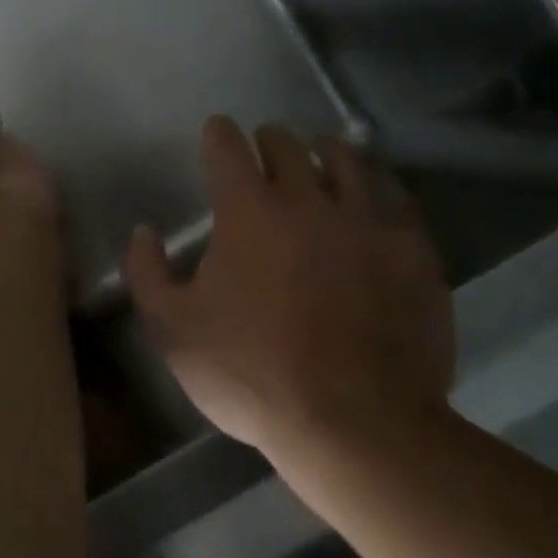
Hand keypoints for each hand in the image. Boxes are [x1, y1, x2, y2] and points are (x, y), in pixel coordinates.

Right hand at [124, 117, 453, 456]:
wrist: (356, 425)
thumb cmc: (251, 374)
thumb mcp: (173, 331)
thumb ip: (147, 273)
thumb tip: (145, 232)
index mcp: (249, 211)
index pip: (228, 147)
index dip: (218, 134)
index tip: (216, 132)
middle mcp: (309, 199)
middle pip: (288, 144)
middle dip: (269, 141)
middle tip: (264, 152)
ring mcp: (368, 221)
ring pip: (348, 159)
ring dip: (325, 154)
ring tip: (321, 163)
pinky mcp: (413, 251)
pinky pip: (395, 198)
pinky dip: (376, 189)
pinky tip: (372, 202)